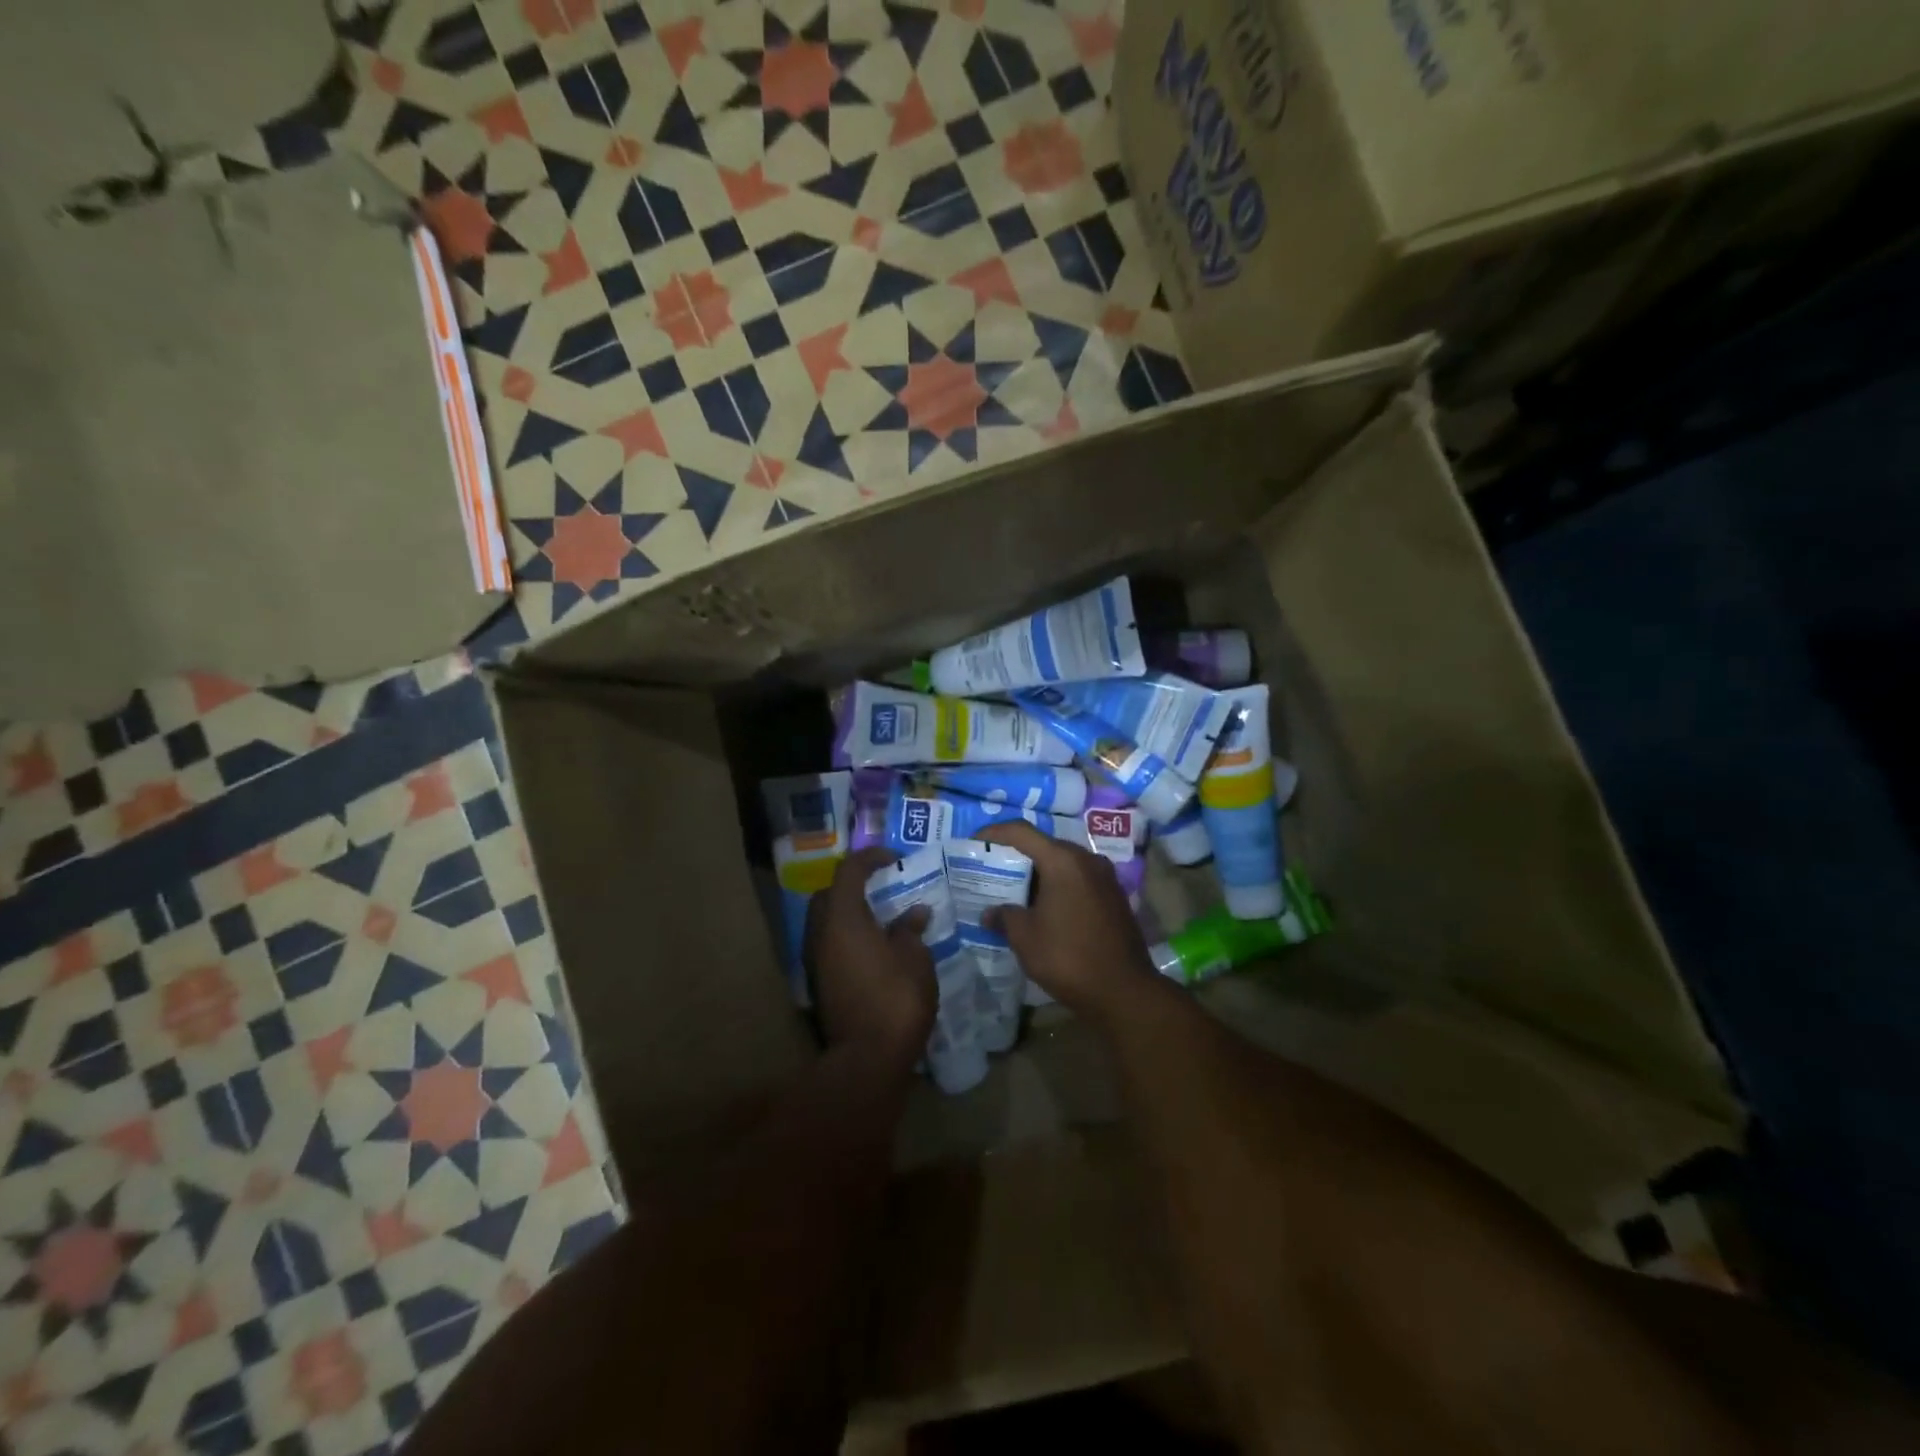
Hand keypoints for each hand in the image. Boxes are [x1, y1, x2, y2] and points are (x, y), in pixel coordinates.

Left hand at [804, 847, 936, 1068]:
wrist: (867, 1058)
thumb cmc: (896, 999)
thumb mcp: (915, 958)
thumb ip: (910, 930)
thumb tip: (913, 914)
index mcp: (842, 918)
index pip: (849, 870)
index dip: (871, 858)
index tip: (894, 860)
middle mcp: (820, 934)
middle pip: (829, 894)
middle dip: (853, 885)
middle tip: (882, 889)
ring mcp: (815, 961)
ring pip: (825, 922)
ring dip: (849, 914)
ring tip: (881, 919)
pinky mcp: (819, 984)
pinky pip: (829, 945)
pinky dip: (847, 937)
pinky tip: (874, 949)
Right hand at [974, 823, 1160, 1021]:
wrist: (1124, 991)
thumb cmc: (1068, 957)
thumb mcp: (1025, 937)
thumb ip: (1004, 916)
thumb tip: (990, 912)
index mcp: (1062, 860)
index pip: (1021, 832)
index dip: (994, 832)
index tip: (973, 842)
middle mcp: (1086, 859)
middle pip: (1044, 845)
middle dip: (1016, 855)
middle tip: (990, 869)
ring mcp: (1105, 877)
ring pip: (1062, 864)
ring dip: (1038, 873)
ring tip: (1013, 890)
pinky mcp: (1114, 897)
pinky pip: (1078, 880)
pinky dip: (1057, 886)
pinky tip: (1043, 908)